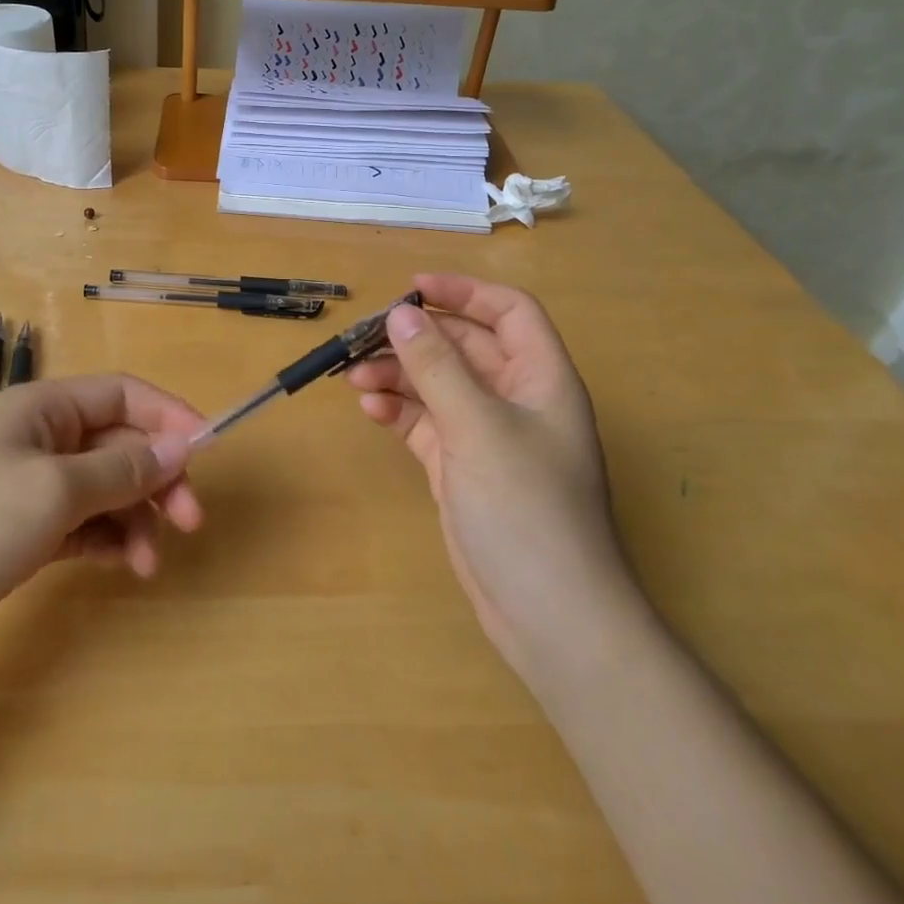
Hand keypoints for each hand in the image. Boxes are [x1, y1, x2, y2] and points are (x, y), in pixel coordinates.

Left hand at [0, 374, 204, 661]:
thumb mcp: (55, 490)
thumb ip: (122, 468)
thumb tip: (180, 447)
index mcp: (44, 407)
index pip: (123, 395)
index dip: (169, 416)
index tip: (207, 449)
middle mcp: (40, 438)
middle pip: (118, 443)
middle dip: (157, 477)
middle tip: (190, 520)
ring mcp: (30, 486)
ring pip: (104, 487)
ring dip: (136, 516)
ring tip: (151, 561)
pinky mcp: (22, 530)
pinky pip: (83, 523)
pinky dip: (108, 539)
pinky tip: (126, 564)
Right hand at [345, 274, 627, 672]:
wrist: (548, 615)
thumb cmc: (527, 509)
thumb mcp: (479, 428)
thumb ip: (437, 368)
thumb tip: (400, 315)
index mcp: (541, 378)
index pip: (509, 312)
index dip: (465, 292)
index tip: (412, 289)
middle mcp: (515, 400)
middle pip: (463, 347)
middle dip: (415, 339)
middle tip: (362, 339)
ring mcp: (486, 436)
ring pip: (438, 385)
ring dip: (398, 376)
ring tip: (354, 378)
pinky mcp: (460, 468)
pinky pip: (425, 424)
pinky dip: (398, 412)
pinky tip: (370, 411)